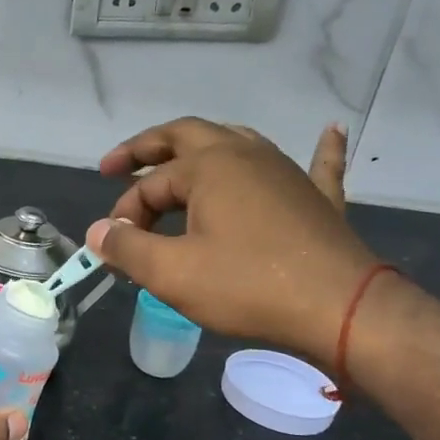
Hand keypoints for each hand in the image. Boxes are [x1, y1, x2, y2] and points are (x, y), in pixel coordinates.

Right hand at [85, 118, 380, 364]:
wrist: (341, 310)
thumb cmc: (248, 287)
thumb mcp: (172, 273)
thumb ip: (126, 248)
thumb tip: (98, 232)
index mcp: (208, 166)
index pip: (148, 186)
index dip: (124, 217)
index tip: (114, 251)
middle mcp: (245, 155)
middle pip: (186, 136)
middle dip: (146, 148)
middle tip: (115, 165)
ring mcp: (287, 172)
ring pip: (237, 142)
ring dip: (202, 149)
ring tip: (179, 161)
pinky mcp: (317, 198)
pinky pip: (319, 164)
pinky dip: (320, 148)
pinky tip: (332, 129)